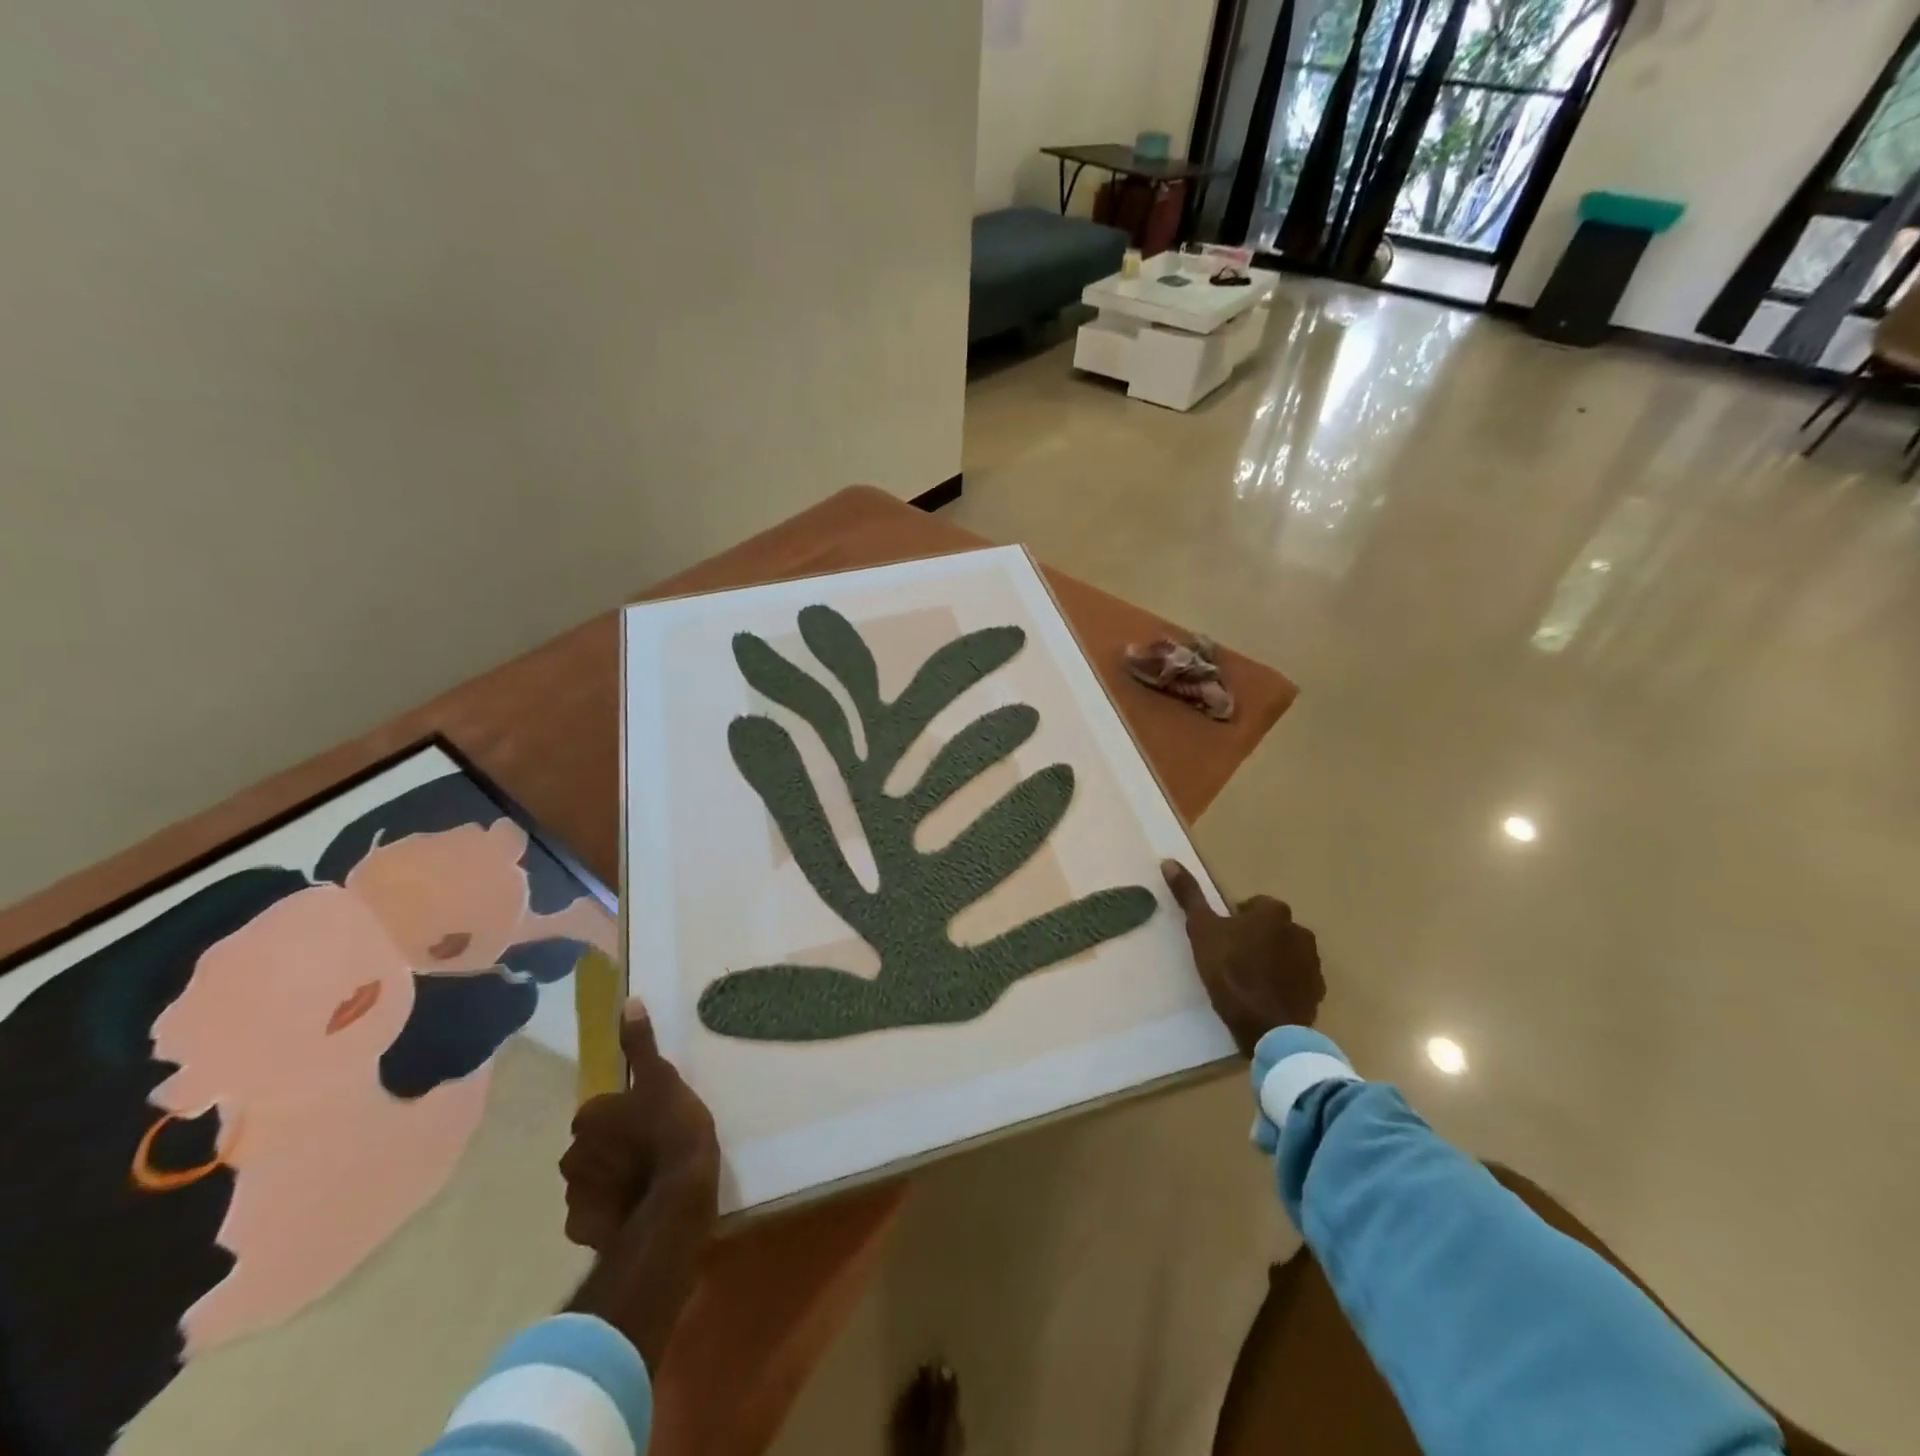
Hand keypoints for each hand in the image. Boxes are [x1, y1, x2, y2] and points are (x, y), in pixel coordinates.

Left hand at [561, 1000, 719, 1369]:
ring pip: (592, 1180)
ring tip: (647, 1181)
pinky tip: (636, 1207)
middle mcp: (572, 1155)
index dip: (626, 1114)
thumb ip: (642, 1045)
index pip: (601, 1110)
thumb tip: (628, 1003)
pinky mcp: (584, 1229)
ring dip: (611, 1179)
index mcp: (589, 1117)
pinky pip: (595, 1214)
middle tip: (650, 1149)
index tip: (652, 1119)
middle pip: (592, 1145)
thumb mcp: (664, 1078)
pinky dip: (610, 1210)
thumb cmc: (673, 1130)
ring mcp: (575, 1196)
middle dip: (613, 1147)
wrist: (677, 1200)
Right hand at [1162, 861, 1323, 1055]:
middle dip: (1257, 938)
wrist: (1266, 1027)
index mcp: (1273, 913)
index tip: (1222, 938)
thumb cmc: (1231, 972)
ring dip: (1272, 960)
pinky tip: (1265, 998)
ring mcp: (1312, 963)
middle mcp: (1300, 931)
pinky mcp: (1317, 992)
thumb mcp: (1201, 931)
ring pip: (1287, 953)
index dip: (1236, 919)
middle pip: (1273, 928)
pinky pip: (1298, 980)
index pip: (1254, 905)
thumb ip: (1189, 896)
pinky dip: (1284, 984)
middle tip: (1233, 959)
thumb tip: (1168, 861)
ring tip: (1248, 980)